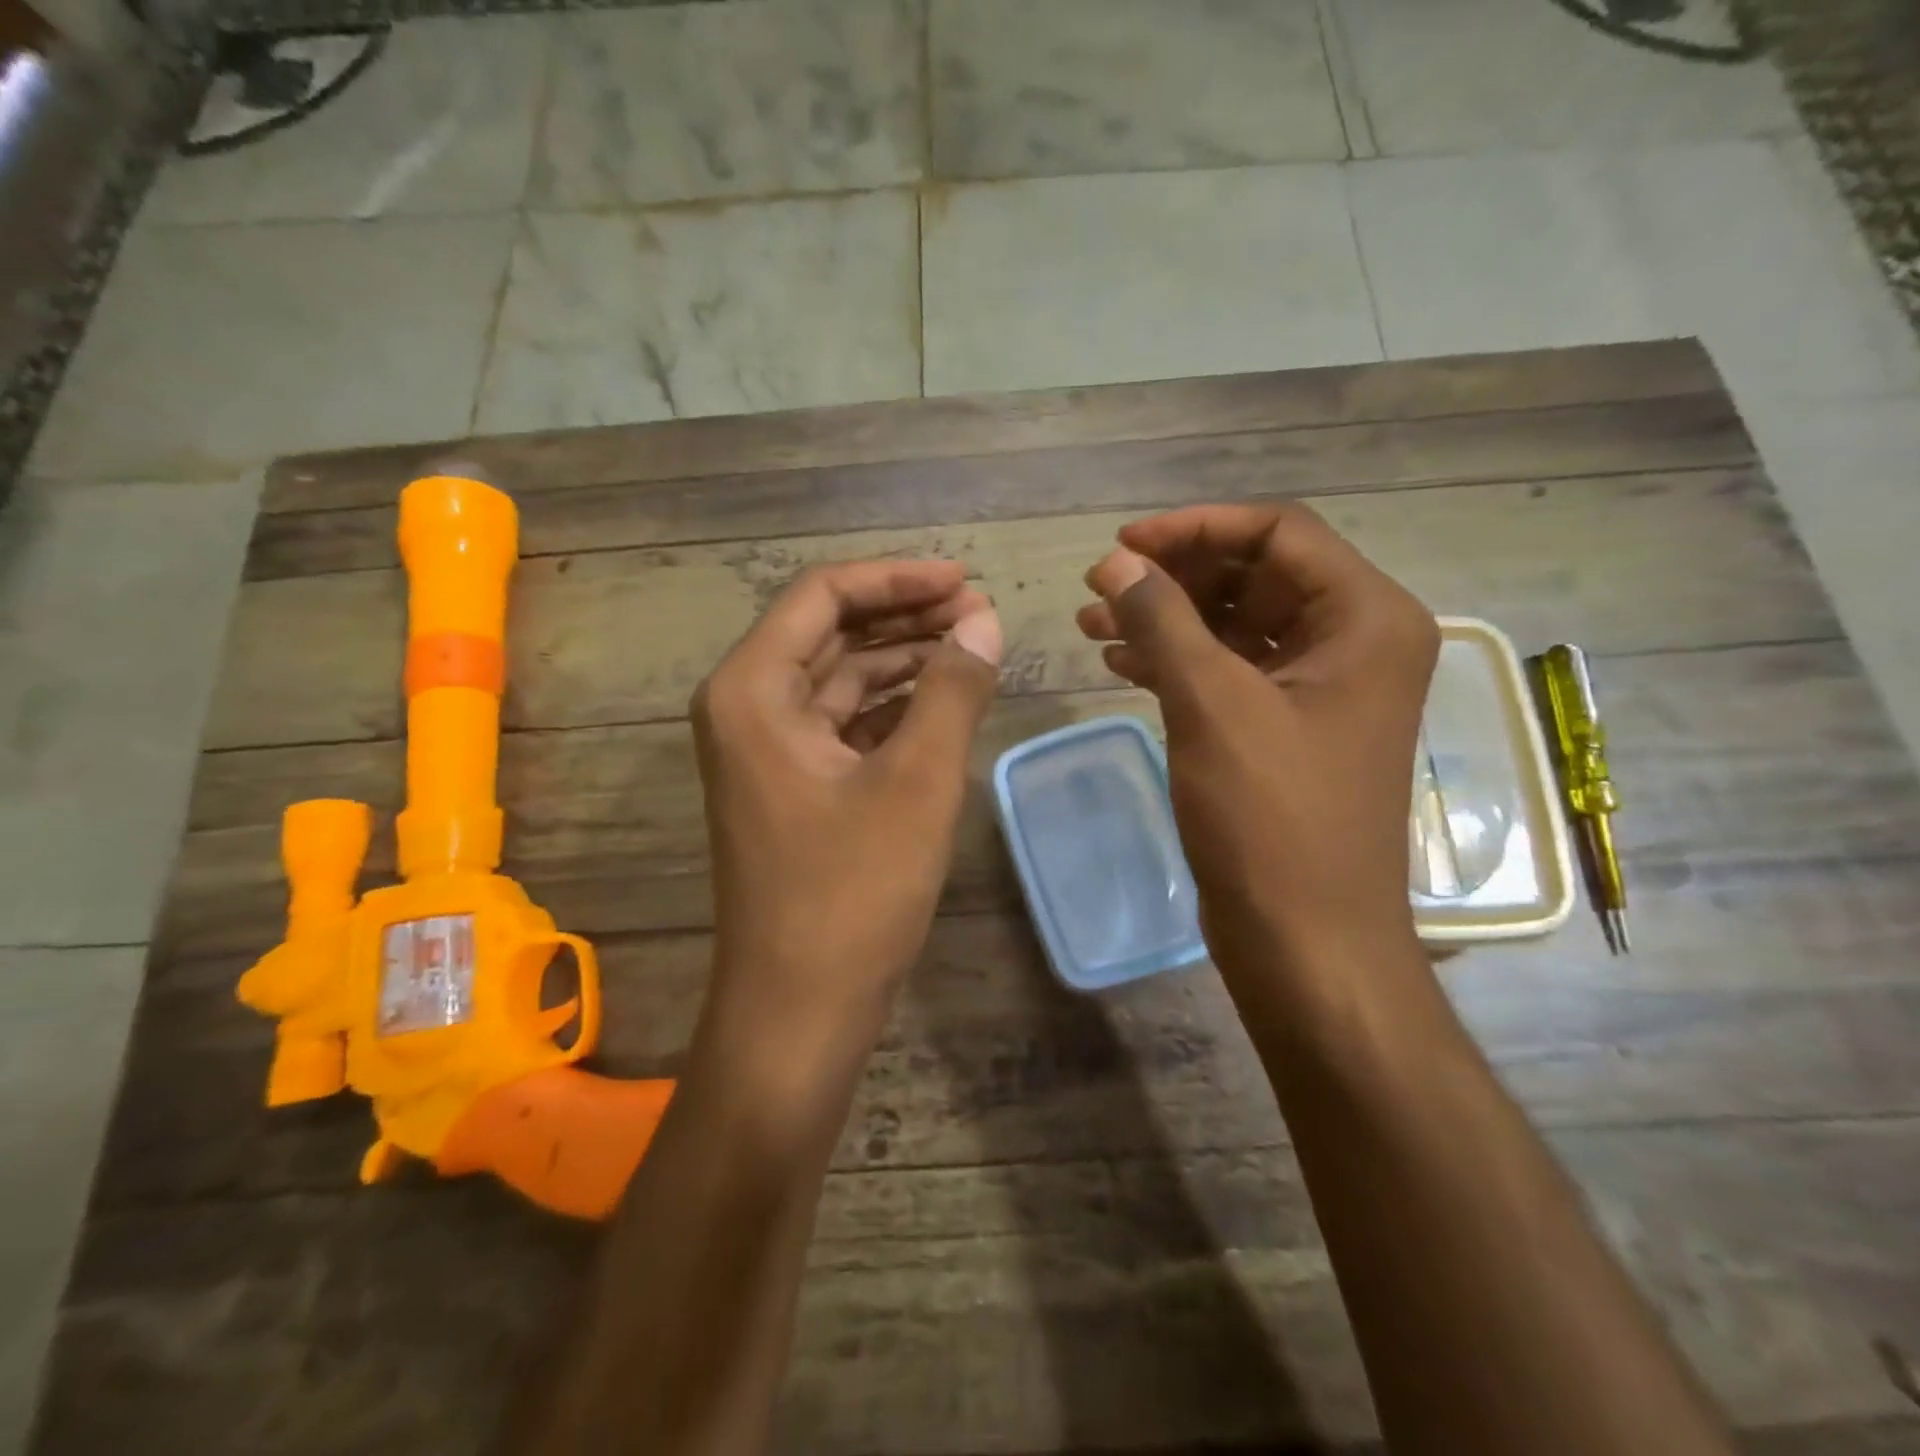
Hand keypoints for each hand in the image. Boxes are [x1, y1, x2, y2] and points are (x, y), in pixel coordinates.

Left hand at [692, 560, 1001, 1042]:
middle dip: (905, 615)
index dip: (897, 578)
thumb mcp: (918, 781)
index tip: (964, 580)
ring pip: (840, 678)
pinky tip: (943, 701)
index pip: (823, 595)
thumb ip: (953, 689)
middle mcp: (747, 707)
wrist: (799, 1009)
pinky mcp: (792, 785)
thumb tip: (985, 620)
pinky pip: (843, 723)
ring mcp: (767, 750)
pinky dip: (891, 707)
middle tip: (979, 612)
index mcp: (753, 689)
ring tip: (973, 648)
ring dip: (903, 660)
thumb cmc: (853, 892)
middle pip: (830, 631)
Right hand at [1078, 503, 1437, 986]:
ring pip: (1235, 624)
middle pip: (1256, 574)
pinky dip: (1176, 661)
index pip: (1279, 533)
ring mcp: (1320, 689)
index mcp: (1366, 619)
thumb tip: (1116, 563)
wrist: (1306, 939)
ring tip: (1092, 623)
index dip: (1195, 529)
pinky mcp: (1286, 728)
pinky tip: (1119, 662)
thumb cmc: (1272, 819)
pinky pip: (1229, 671)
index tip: (1121, 546)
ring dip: (1166, 618)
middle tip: (1100, 586)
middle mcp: (1354, 642)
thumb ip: (1163, 621)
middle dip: (1174, 575)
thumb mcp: (1213, 705)